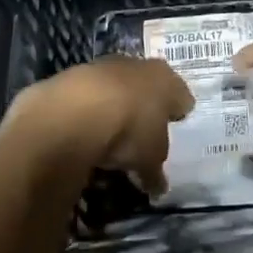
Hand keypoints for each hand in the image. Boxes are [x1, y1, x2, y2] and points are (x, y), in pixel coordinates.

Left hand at [5, 57, 192, 192]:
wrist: (74, 111)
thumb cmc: (129, 131)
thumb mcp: (149, 160)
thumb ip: (155, 171)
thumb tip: (158, 187)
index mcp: (166, 81)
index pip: (181, 96)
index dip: (178, 112)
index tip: (175, 126)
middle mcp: (138, 66)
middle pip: (147, 86)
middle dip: (145, 106)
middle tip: (143, 130)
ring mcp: (102, 66)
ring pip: (115, 87)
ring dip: (114, 105)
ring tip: (109, 135)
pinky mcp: (71, 75)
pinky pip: (86, 96)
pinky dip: (86, 110)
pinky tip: (82, 131)